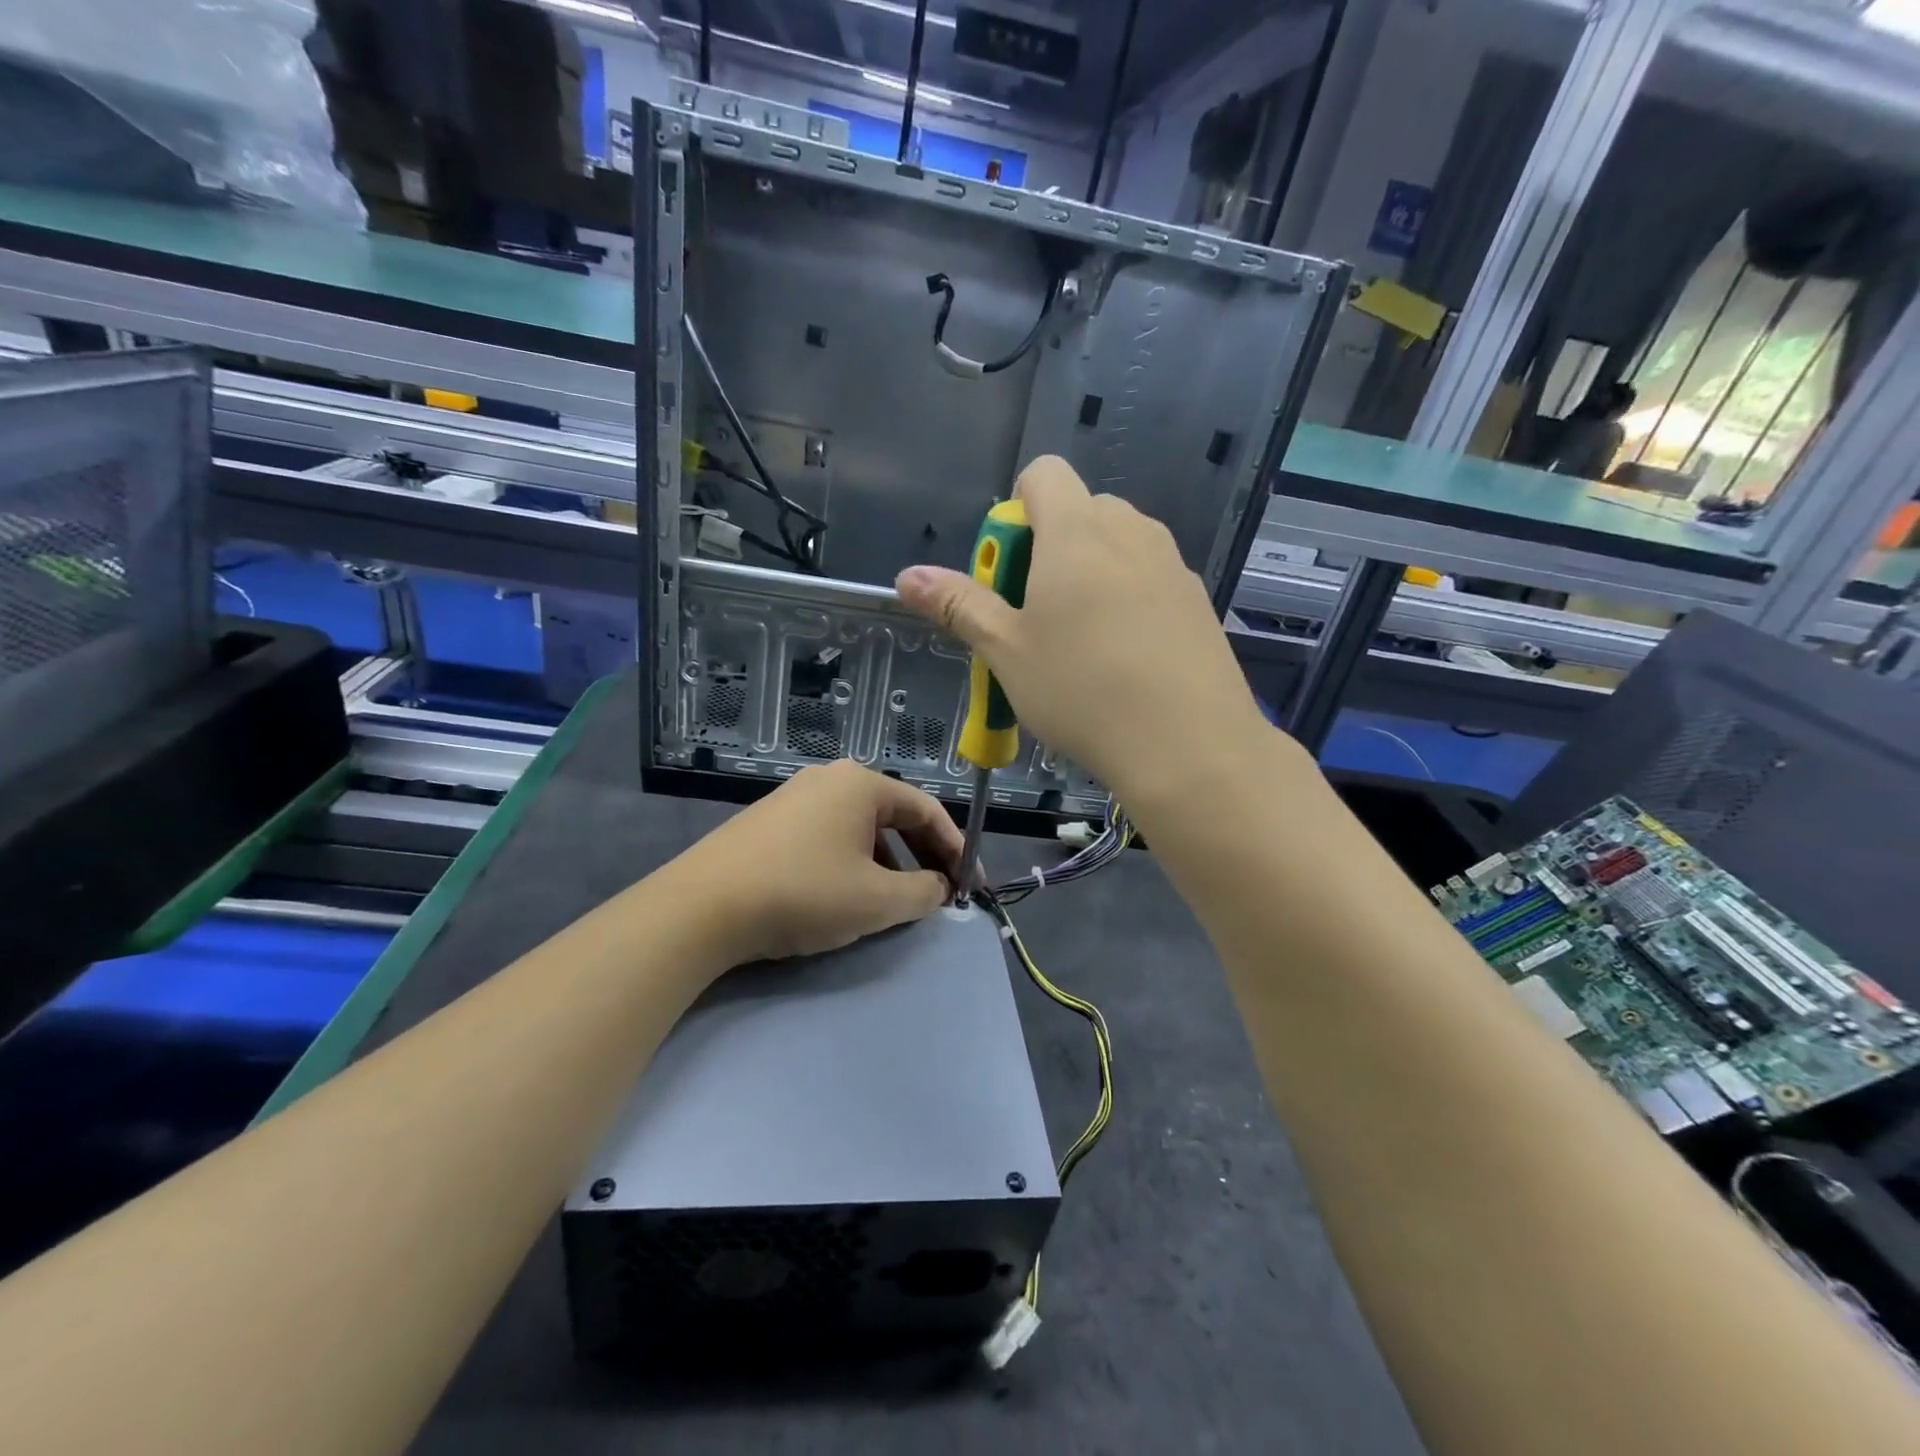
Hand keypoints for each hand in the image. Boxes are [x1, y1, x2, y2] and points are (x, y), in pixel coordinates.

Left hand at [667, 760, 961, 964]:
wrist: (703, 907)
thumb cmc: (804, 892)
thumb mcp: (877, 900)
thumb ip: (923, 892)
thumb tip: (938, 888)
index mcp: (861, 784)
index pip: (927, 810)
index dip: (956, 849)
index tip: (971, 886)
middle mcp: (830, 779)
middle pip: (894, 816)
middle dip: (923, 857)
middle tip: (941, 894)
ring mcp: (794, 798)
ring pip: (861, 829)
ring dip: (889, 863)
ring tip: (895, 902)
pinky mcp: (769, 822)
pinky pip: (829, 837)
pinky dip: (853, 863)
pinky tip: (847, 896)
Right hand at [894, 456, 1269, 804]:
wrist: (1189, 744)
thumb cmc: (1081, 690)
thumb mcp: (1006, 651)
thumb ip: (958, 605)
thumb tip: (906, 576)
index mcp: (1076, 530)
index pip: (1042, 474)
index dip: (1015, 512)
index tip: (1009, 572)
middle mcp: (1129, 530)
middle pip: (1079, 511)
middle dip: (1048, 549)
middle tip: (1035, 618)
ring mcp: (1171, 563)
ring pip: (1117, 547)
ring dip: (1088, 575)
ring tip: (1081, 645)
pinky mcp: (1198, 599)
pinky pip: (1149, 578)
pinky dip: (1127, 600)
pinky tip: (1126, 661)